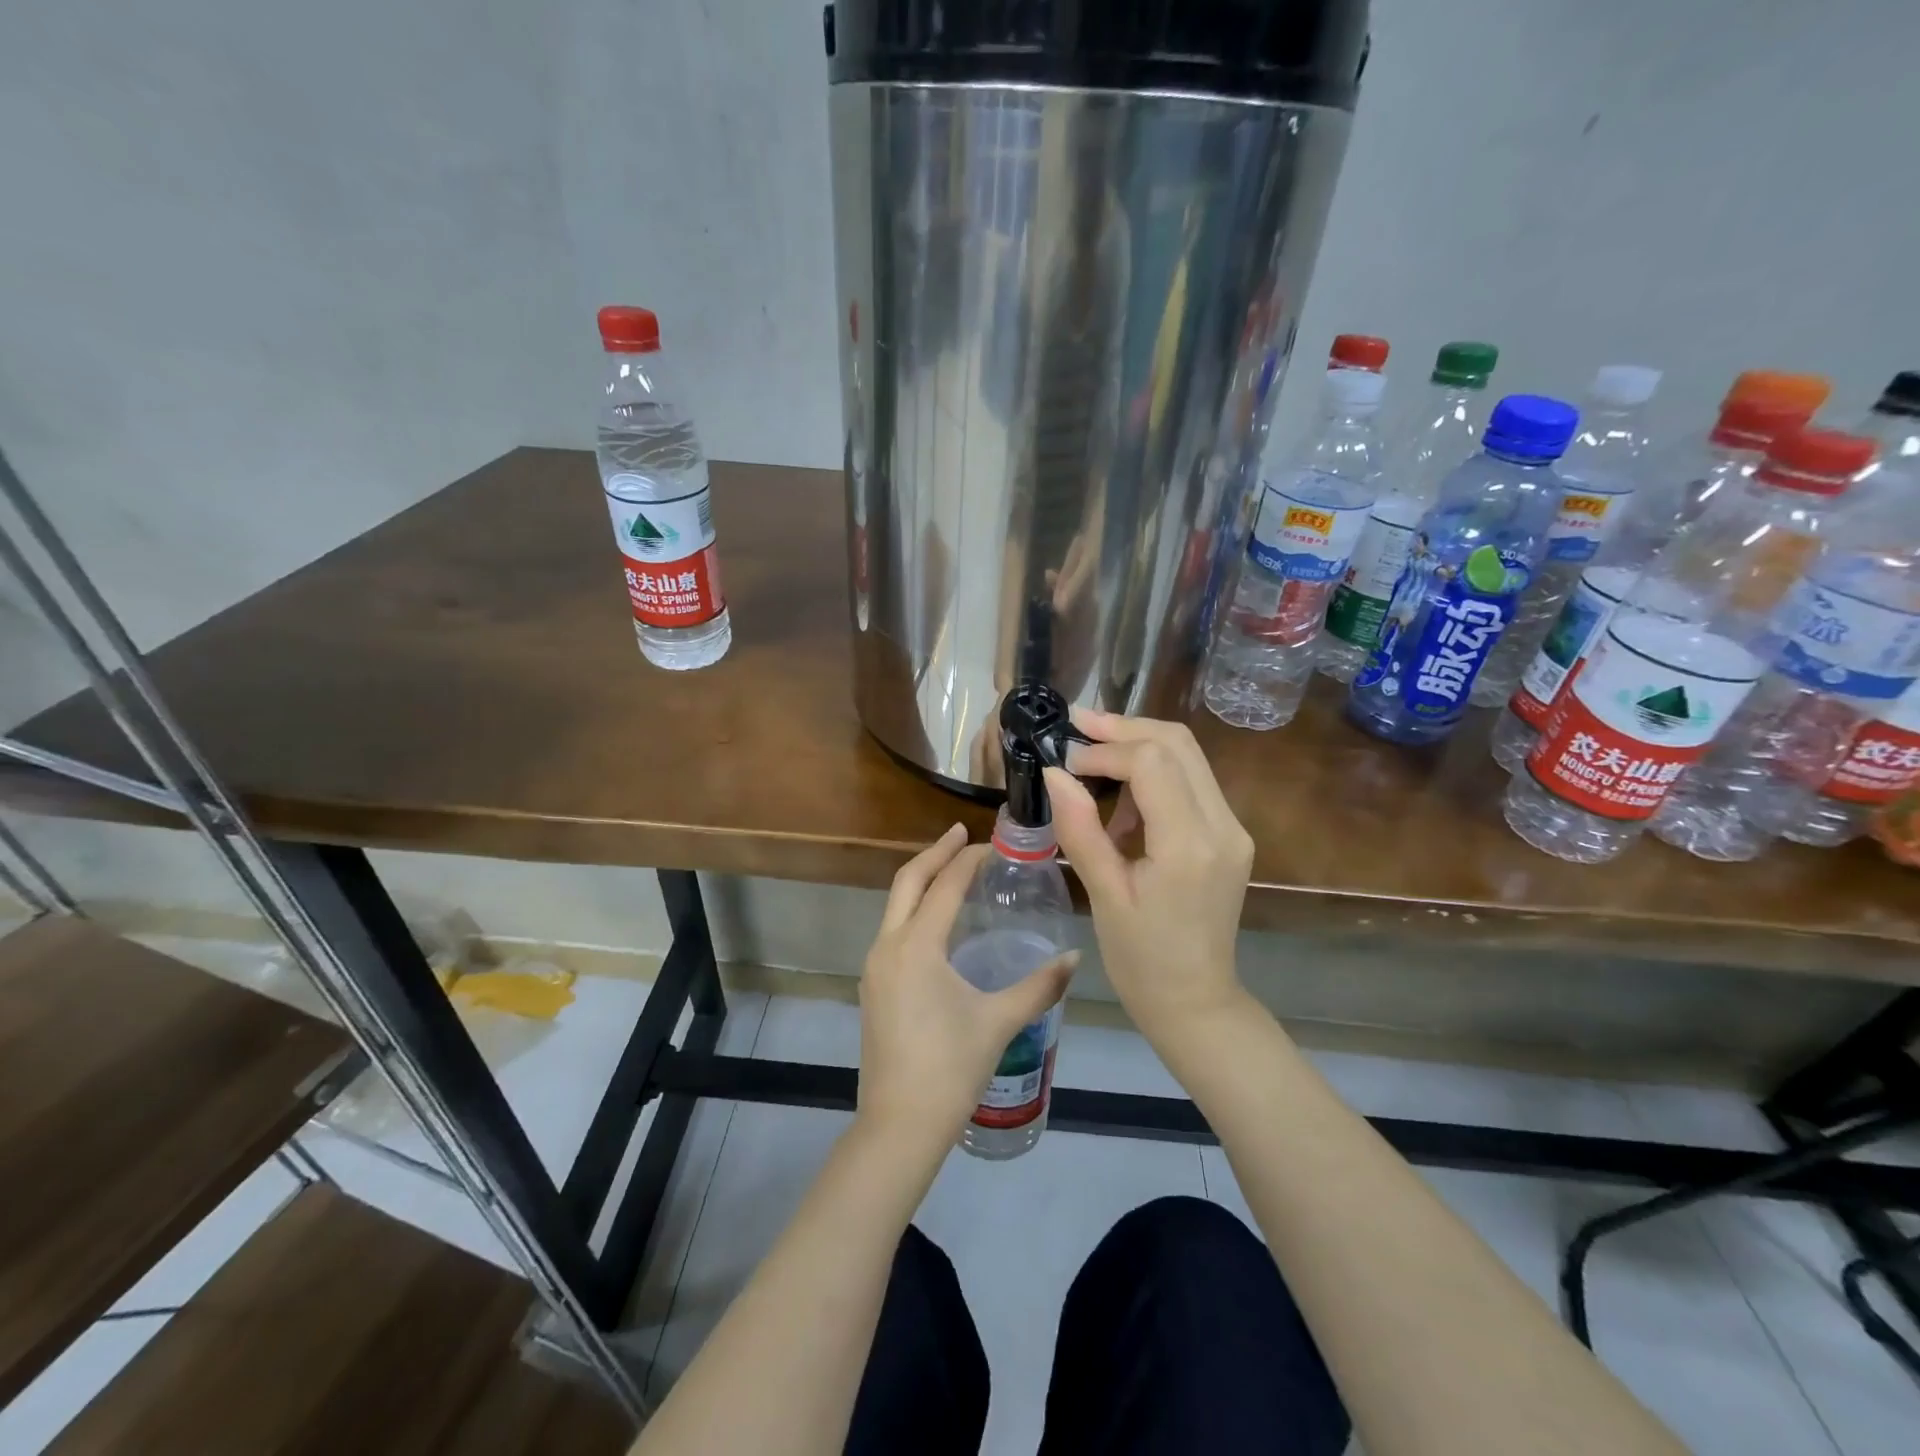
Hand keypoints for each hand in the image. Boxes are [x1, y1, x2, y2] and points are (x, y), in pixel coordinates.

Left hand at [858, 825, 1078, 1146]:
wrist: (899, 1124)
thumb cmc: (951, 1068)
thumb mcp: (1000, 1022)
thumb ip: (1039, 986)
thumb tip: (1074, 959)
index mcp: (917, 946)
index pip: (945, 886)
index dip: (970, 860)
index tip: (994, 844)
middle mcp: (888, 946)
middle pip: (908, 881)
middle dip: (935, 853)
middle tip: (962, 834)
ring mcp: (875, 967)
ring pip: (895, 905)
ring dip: (922, 880)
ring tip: (953, 870)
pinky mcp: (873, 986)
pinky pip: (892, 930)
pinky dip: (914, 910)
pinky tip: (938, 923)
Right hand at [1044, 711, 1252, 1050]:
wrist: (1195, 1002)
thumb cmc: (1142, 960)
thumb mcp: (1104, 895)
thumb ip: (1080, 829)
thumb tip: (1054, 773)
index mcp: (1190, 845)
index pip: (1152, 762)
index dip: (1105, 750)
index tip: (1065, 761)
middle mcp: (1223, 825)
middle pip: (1178, 742)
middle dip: (1124, 727)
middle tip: (1076, 726)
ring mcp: (1232, 828)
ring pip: (1188, 755)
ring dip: (1139, 746)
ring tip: (1092, 767)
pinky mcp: (1229, 835)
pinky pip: (1191, 781)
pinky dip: (1154, 773)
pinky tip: (1121, 797)